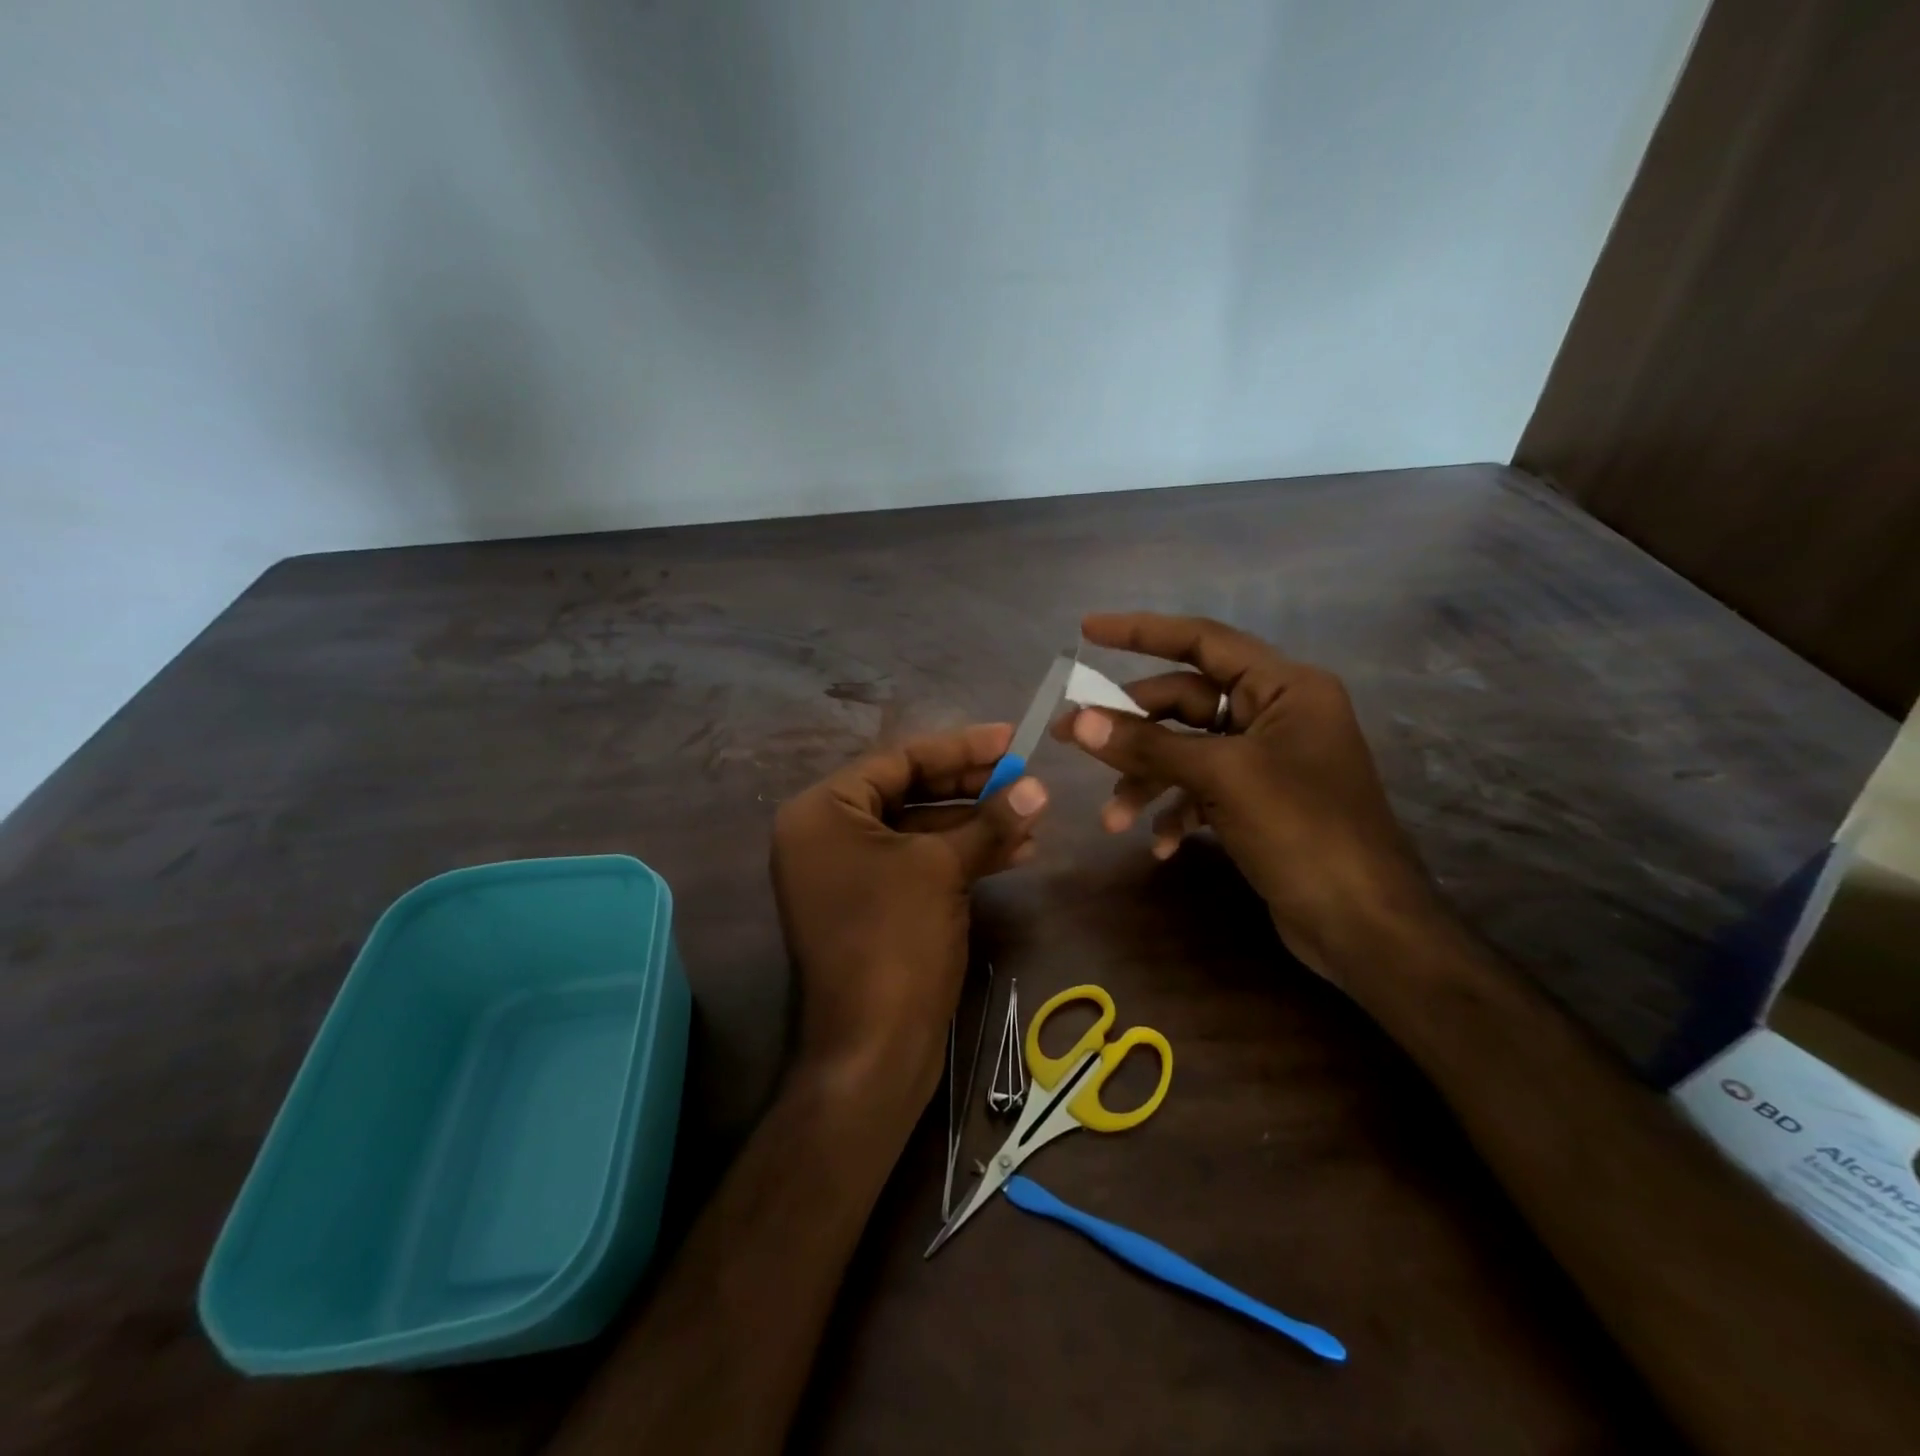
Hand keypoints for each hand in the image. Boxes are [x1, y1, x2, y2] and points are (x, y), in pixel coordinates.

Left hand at [770, 723, 1047, 1109]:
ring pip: (920, 831)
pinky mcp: (872, 905)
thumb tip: (1037, 787)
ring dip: (976, 824)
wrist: (872, 1049)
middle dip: (971, 787)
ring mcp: (848, 874)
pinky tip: (1016, 852)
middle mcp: (826, 836)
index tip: (1011, 738)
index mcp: (823, 812)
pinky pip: (920, 865)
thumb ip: (989, 821)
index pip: (898, 760)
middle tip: (1026, 777)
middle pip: (909, 792)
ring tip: (1033, 816)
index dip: (959, 747)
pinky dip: (963, 857)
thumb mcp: (943, 869)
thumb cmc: (894, 939)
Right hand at [1051, 613, 1436, 981]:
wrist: (1363, 926)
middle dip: (1130, 728)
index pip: (1203, 640)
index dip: (1142, 632)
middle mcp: (1276, 714)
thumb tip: (1080, 721)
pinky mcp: (1258, 802)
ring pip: (1186, 752)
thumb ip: (1149, 745)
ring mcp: (1266, 761)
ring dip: (1147, 781)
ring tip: (1114, 820)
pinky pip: (1202, 790)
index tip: (1087, 630)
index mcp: (1284, 687)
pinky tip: (1161, 846)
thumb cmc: (1303, 831)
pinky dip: (1176, 812)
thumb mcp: (1222, 778)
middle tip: (1070, 738)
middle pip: (1184, 702)